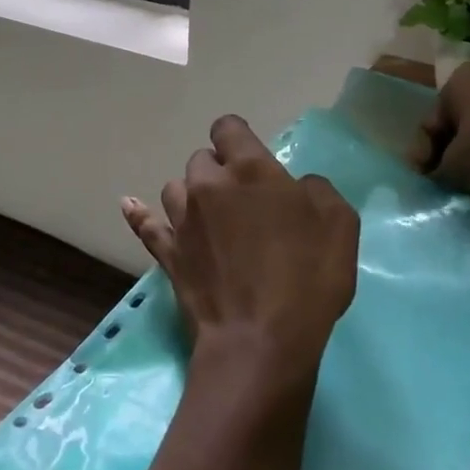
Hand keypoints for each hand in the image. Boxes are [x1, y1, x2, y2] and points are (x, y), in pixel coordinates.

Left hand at [122, 115, 358, 399]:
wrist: (260, 340)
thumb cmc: (306, 277)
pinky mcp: (168, 255)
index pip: (228, 128)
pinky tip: (130, 205)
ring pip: (175, 188)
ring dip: (192, 195)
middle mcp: (208, 185)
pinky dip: (140, 215)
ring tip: (211, 217)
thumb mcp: (338, 222)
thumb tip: (298, 187)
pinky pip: (146, 226)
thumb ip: (316, 189)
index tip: (252, 159)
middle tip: (243, 200)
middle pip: (202, 159)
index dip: (239, 138)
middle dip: (220, 171)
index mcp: (249, 169)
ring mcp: (182, 220)